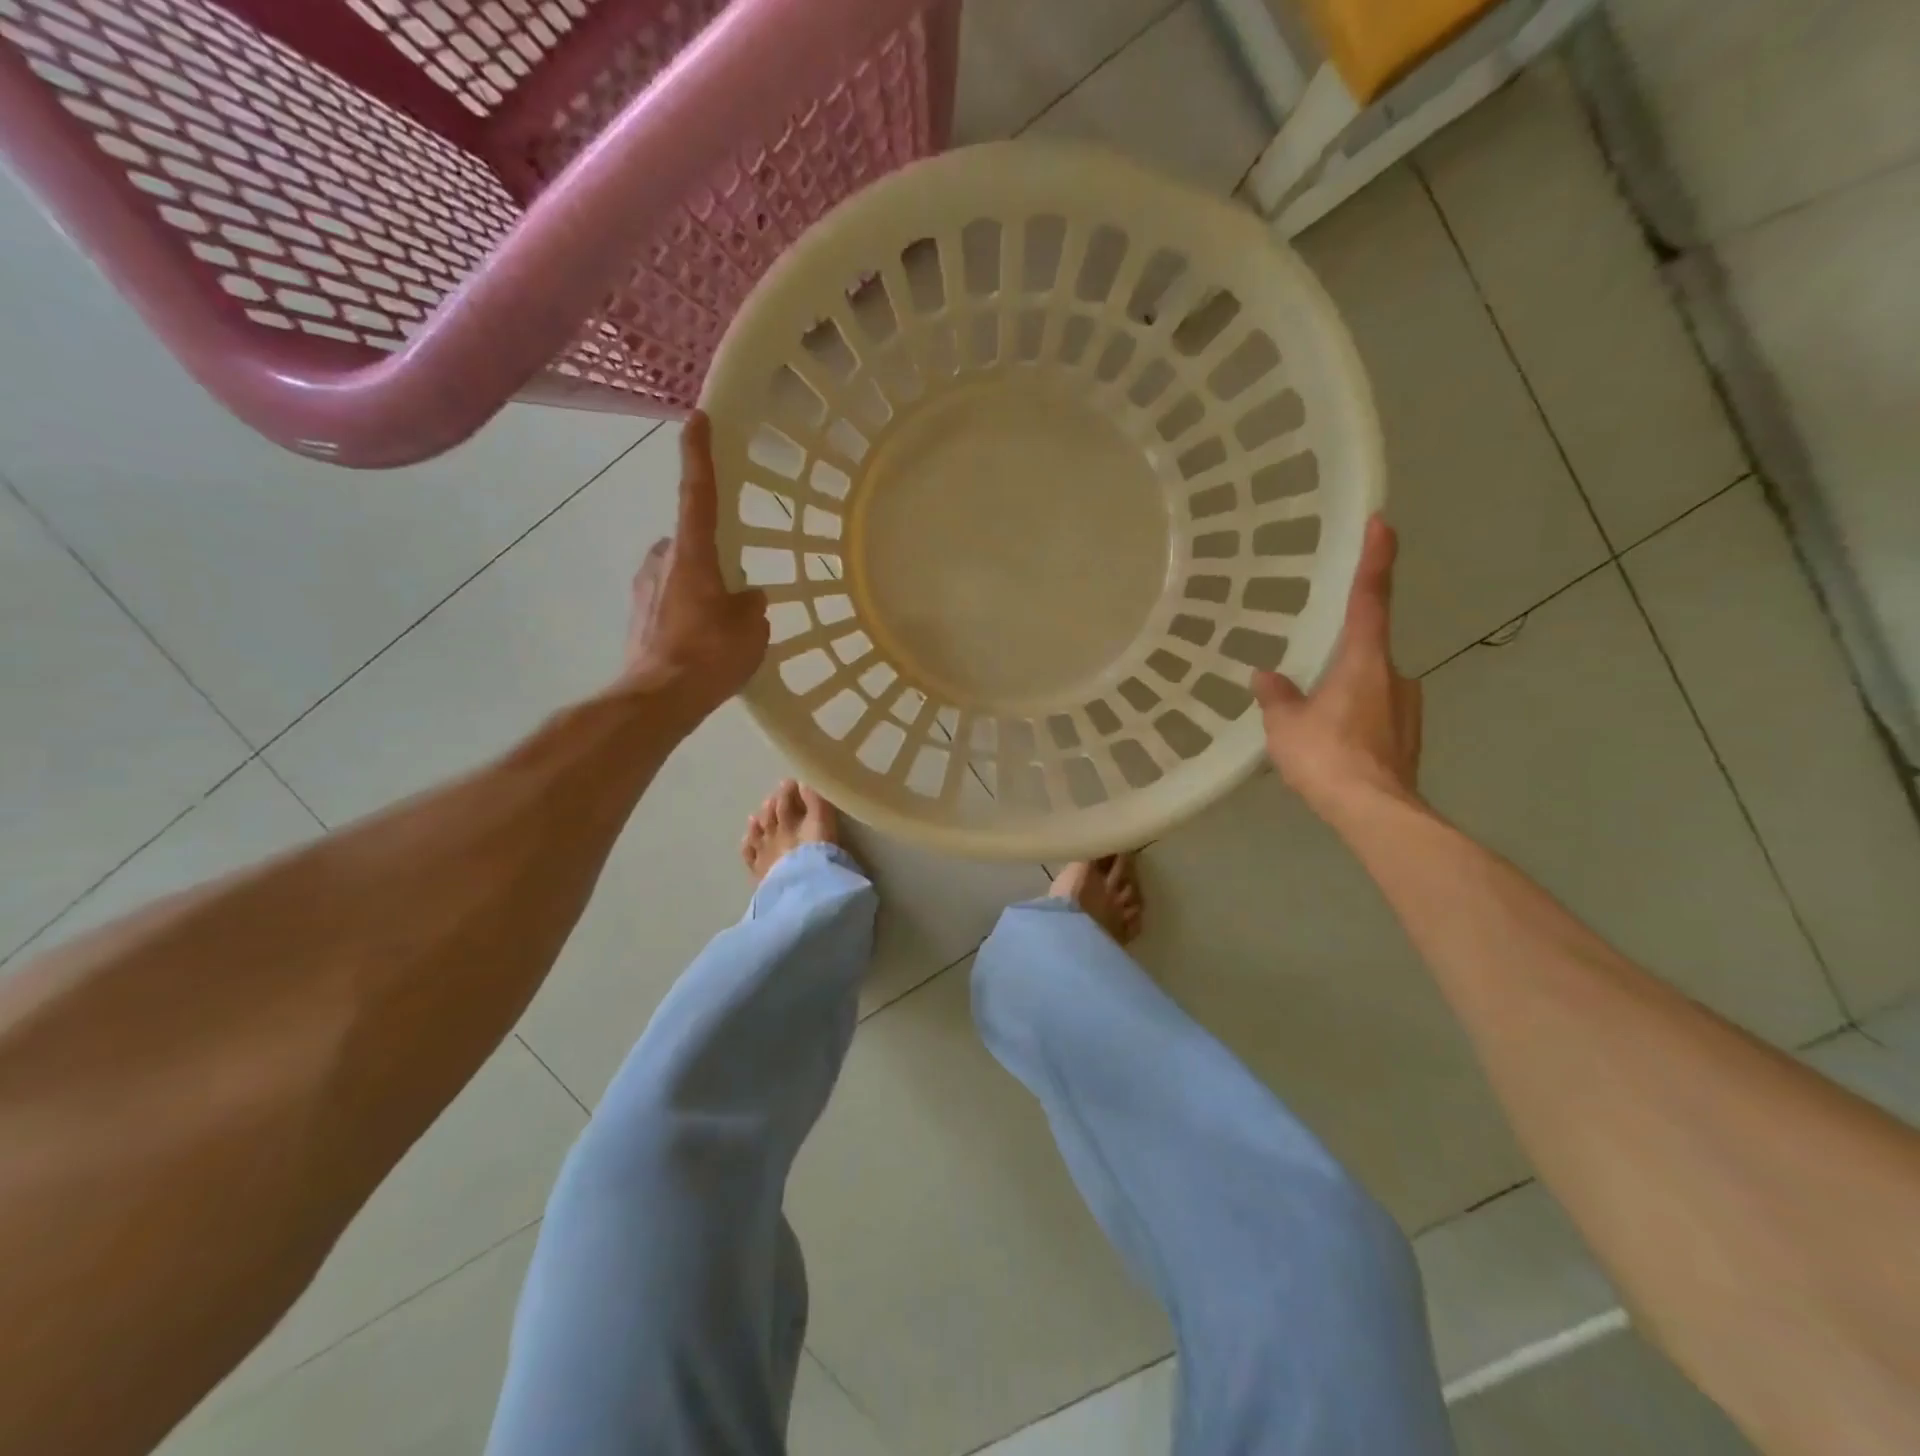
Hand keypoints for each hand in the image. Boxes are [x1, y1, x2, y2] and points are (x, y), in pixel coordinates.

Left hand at [623, 412, 768, 715]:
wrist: (657, 700)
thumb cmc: (708, 657)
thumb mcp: (750, 630)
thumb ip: (751, 605)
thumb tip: (748, 597)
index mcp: (693, 555)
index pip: (698, 494)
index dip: (699, 456)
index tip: (697, 419)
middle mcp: (662, 561)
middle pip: (689, 541)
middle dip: (709, 555)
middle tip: (733, 586)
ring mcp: (644, 588)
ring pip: (678, 573)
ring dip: (698, 586)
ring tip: (720, 624)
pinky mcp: (637, 616)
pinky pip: (669, 600)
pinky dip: (685, 610)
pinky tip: (701, 642)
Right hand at [1251, 514, 1421, 818]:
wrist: (1376, 813)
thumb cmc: (1328, 757)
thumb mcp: (1286, 725)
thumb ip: (1277, 697)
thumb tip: (1265, 676)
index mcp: (1365, 662)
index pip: (1370, 599)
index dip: (1376, 559)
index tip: (1384, 522)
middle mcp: (1395, 676)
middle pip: (1367, 652)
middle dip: (1341, 662)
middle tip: (1309, 687)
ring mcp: (1407, 708)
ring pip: (1372, 688)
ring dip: (1346, 697)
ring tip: (1315, 728)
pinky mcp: (1408, 739)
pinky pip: (1376, 716)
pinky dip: (1356, 722)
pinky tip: (1334, 748)